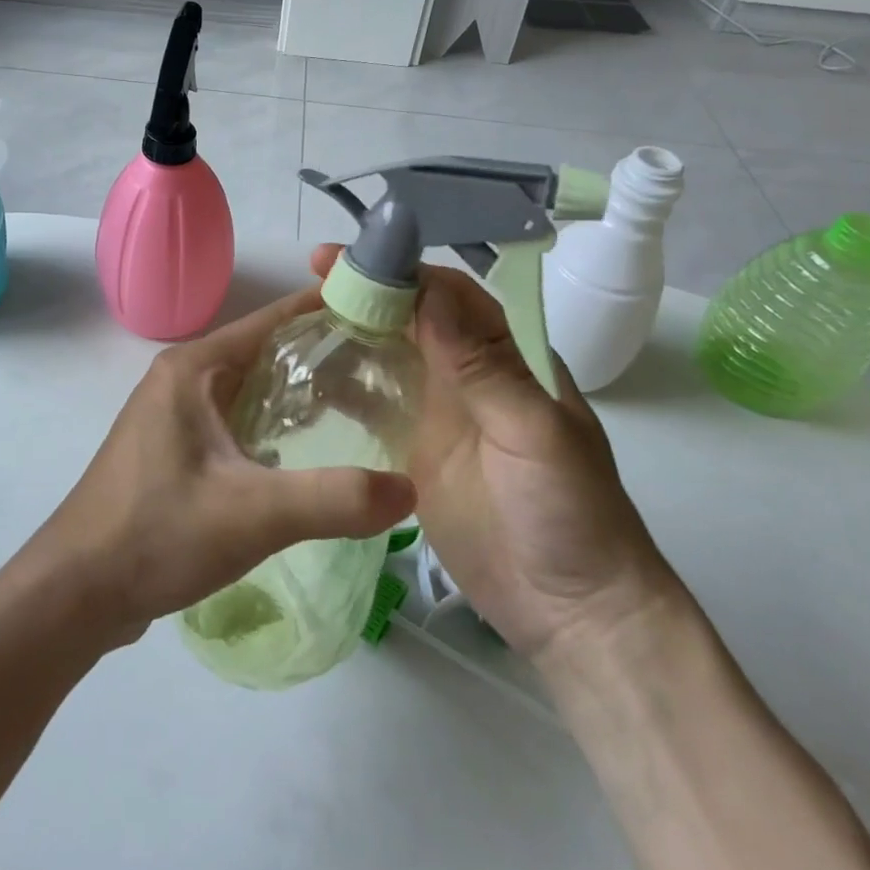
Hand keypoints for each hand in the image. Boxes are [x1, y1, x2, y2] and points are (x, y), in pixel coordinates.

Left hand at [31, 284, 415, 648]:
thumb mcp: (253, 514)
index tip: (384, 314)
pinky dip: (273, 426)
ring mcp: (173, 416)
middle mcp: (181, 379)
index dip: (328, 311)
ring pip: (250, 390)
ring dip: (298, 395)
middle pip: (265, 353)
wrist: (76, 591)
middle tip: (387, 371)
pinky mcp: (173, 450)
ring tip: (361, 408)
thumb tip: (409, 487)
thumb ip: (335, 499)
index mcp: (193, 368)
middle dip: (322, 357)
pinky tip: (307, 453)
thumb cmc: (156, 534)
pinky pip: (234, 422)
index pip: (273, 320)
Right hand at [310, 246, 677, 660]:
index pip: (451, 296)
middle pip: (412, 319)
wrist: (570, 611)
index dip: (403, 271)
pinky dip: (345, 388)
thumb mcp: (532, 433)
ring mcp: (438, 415)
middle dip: (368, 293)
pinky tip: (308, 378)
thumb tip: (430, 293)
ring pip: (389, 357)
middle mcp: (469, 376)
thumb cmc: (568, 514)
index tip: (352, 259)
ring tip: (299, 320)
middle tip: (311, 279)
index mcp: (508, 358)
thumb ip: (480, 366)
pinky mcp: (413, 453)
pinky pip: (374, 408)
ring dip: (352, 333)